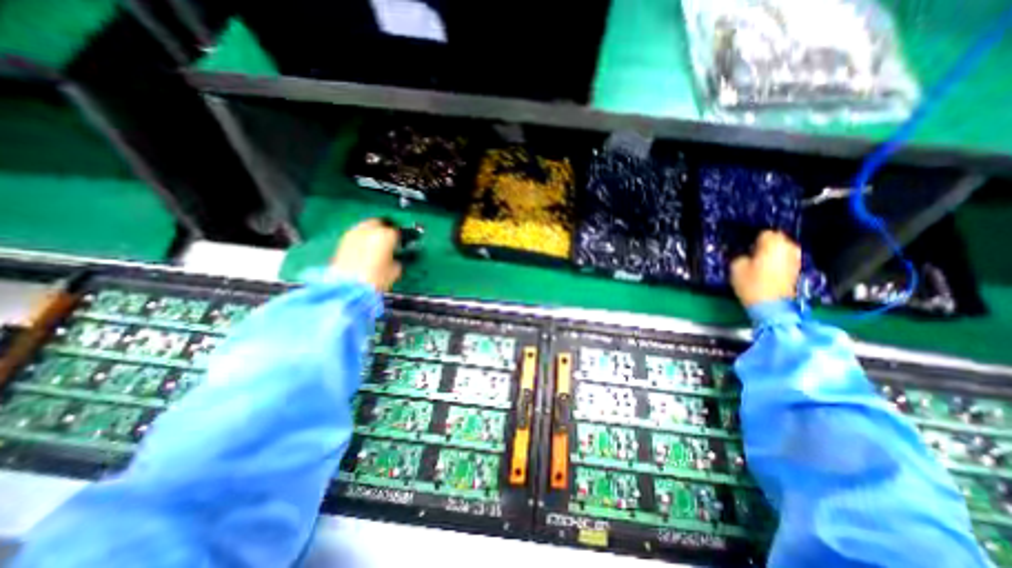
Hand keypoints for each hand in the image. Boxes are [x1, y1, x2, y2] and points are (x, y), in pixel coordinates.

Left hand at [328, 219, 399, 292]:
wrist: (347, 287)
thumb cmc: (376, 279)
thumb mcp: (395, 270)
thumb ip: (398, 259)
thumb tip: (397, 256)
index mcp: (386, 235)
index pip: (398, 231)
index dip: (402, 238)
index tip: (404, 244)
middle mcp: (370, 229)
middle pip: (380, 223)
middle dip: (385, 229)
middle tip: (390, 241)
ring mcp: (354, 233)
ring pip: (367, 227)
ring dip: (372, 233)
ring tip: (376, 245)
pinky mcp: (343, 240)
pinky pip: (357, 234)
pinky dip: (362, 239)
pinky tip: (365, 249)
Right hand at [733, 232, 803, 307]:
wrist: (770, 305)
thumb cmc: (752, 284)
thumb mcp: (736, 267)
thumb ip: (741, 256)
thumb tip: (745, 255)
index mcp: (773, 244)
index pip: (764, 233)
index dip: (753, 239)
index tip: (746, 247)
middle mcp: (788, 248)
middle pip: (777, 239)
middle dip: (766, 245)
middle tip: (752, 253)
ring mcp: (795, 259)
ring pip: (782, 250)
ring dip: (772, 253)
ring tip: (759, 262)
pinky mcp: (796, 270)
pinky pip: (785, 259)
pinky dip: (777, 262)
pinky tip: (767, 270)